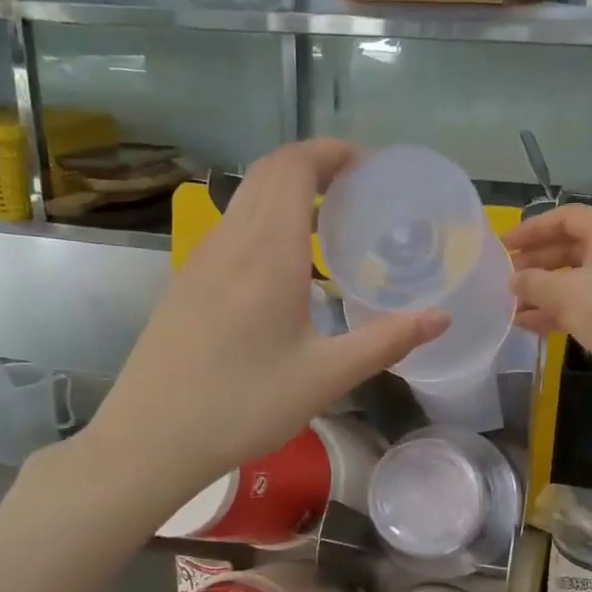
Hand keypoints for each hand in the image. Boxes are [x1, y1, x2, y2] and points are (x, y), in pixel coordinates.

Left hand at [74, 140, 447, 494]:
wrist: (151, 439)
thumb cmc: (244, 405)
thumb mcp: (326, 377)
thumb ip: (386, 341)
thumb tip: (441, 317)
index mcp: (267, 252)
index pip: (293, 166)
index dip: (331, 152)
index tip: (369, 167)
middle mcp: (230, 242)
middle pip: (268, 172)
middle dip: (314, 166)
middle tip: (358, 191)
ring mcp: (200, 260)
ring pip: (245, 199)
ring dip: (287, 193)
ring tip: (328, 226)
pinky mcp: (186, 283)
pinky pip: (231, 229)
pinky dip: (264, 222)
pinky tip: (285, 270)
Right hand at [504, 204, 591, 372]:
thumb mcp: (564, 293)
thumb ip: (533, 282)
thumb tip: (514, 280)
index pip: (565, 218)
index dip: (532, 230)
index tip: (506, 246)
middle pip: (571, 248)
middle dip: (536, 264)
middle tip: (507, 278)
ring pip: (578, 279)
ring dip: (545, 291)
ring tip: (513, 307)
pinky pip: (588, 302)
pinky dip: (561, 310)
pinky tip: (532, 325)